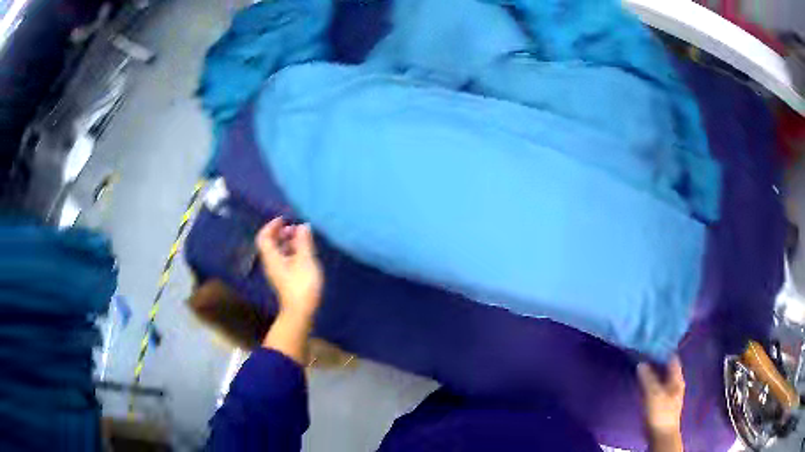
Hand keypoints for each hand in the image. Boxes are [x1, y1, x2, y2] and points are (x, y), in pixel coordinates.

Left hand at [256, 217, 322, 319]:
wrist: (301, 311)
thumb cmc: (301, 284)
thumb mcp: (305, 260)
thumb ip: (304, 241)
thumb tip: (302, 226)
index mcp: (272, 257)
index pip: (264, 236)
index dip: (272, 225)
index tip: (285, 219)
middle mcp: (271, 263)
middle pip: (270, 243)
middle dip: (281, 233)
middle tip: (296, 228)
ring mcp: (277, 272)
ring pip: (278, 252)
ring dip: (288, 242)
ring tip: (302, 239)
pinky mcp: (284, 279)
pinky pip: (284, 259)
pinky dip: (292, 252)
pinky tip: (304, 253)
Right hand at [638, 355, 684, 439]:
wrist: (661, 436)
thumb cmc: (660, 413)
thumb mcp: (653, 394)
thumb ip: (647, 378)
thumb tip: (641, 363)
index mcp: (677, 378)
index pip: (672, 358)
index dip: (662, 350)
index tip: (651, 344)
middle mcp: (675, 383)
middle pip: (667, 367)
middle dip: (657, 361)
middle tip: (643, 353)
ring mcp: (669, 393)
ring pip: (661, 377)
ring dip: (653, 372)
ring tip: (641, 365)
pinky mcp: (662, 402)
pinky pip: (657, 386)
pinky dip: (651, 381)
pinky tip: (643, 382)